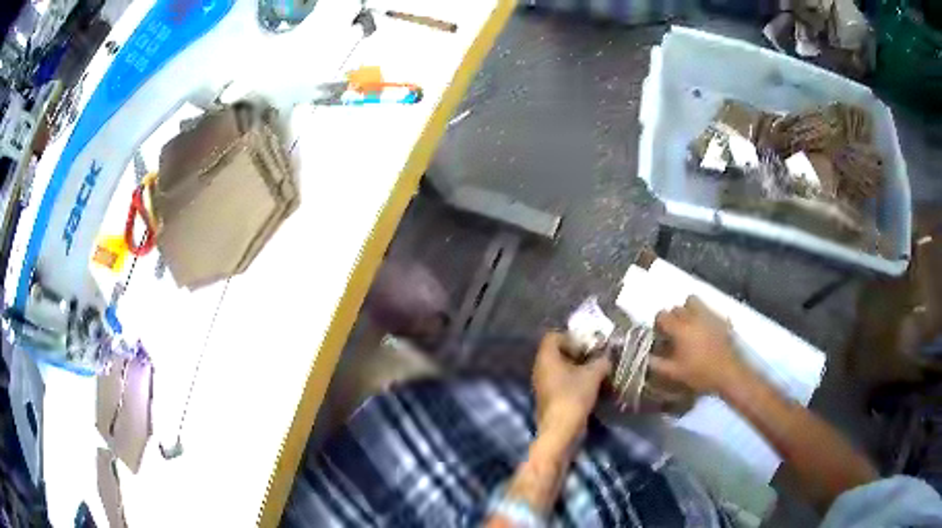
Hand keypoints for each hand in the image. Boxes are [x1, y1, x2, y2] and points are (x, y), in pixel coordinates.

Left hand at [532, 332, 610, 450]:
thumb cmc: (573, 396)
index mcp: (546, 358)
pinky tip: (588, 387)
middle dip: (576, 354)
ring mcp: (542, 384)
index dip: (570, 337)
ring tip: (595, 373)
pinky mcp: (548, 398)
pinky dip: (573, 382)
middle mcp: (540, 368)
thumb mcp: (592, 375)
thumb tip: (606, 357)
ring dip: (576, 369)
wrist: (560, 430)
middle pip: (557, 353)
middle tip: (594, 358)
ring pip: (559, 369)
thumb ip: (601, 362)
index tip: (587, 346)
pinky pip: (560, 382)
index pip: (553, 336)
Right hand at [650, 296, 745, 393]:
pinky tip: (705, 331)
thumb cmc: (700, 373)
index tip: (661, 337)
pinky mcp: (721, 317)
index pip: (661, 315)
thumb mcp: (674, 373)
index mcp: (680, 328)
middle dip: (672, 318)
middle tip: (674, 334)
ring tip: (690, 326)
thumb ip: (656, 363)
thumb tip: (645, 356)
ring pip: (692, 301)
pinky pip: (707, 309)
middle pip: (676, 308)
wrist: (729, 372)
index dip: (658, 325)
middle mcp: (693, 316)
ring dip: (687, 310)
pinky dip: (702, 315)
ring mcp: (708, 314)